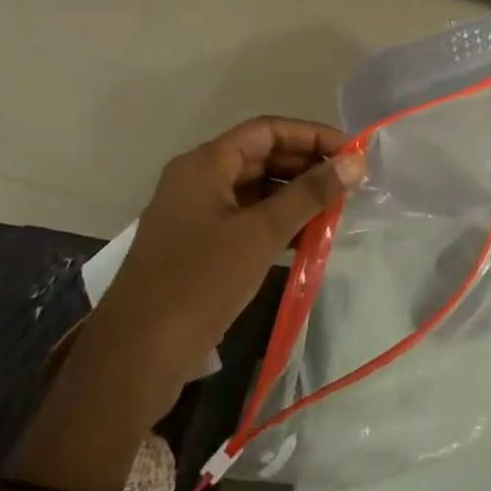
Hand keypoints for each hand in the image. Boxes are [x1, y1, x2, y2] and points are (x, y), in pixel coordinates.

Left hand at [65, 117, 365, 431]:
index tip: (352, 154)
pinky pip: (245, 219)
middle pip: (261, 156)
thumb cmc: (199, 283)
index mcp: (204, 164)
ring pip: (255, 189)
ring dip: (295, 195)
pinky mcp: (197, 246)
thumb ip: (310, 193)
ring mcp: (195, 214)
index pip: (267, 130)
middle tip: (349, 183)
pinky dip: (277, 222)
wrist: (134, 359)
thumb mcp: (261, 234)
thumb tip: (357, 161)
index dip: (312, 136)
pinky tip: (307, 239)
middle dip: (307, 165)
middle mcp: (197, 180)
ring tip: (336, 210)